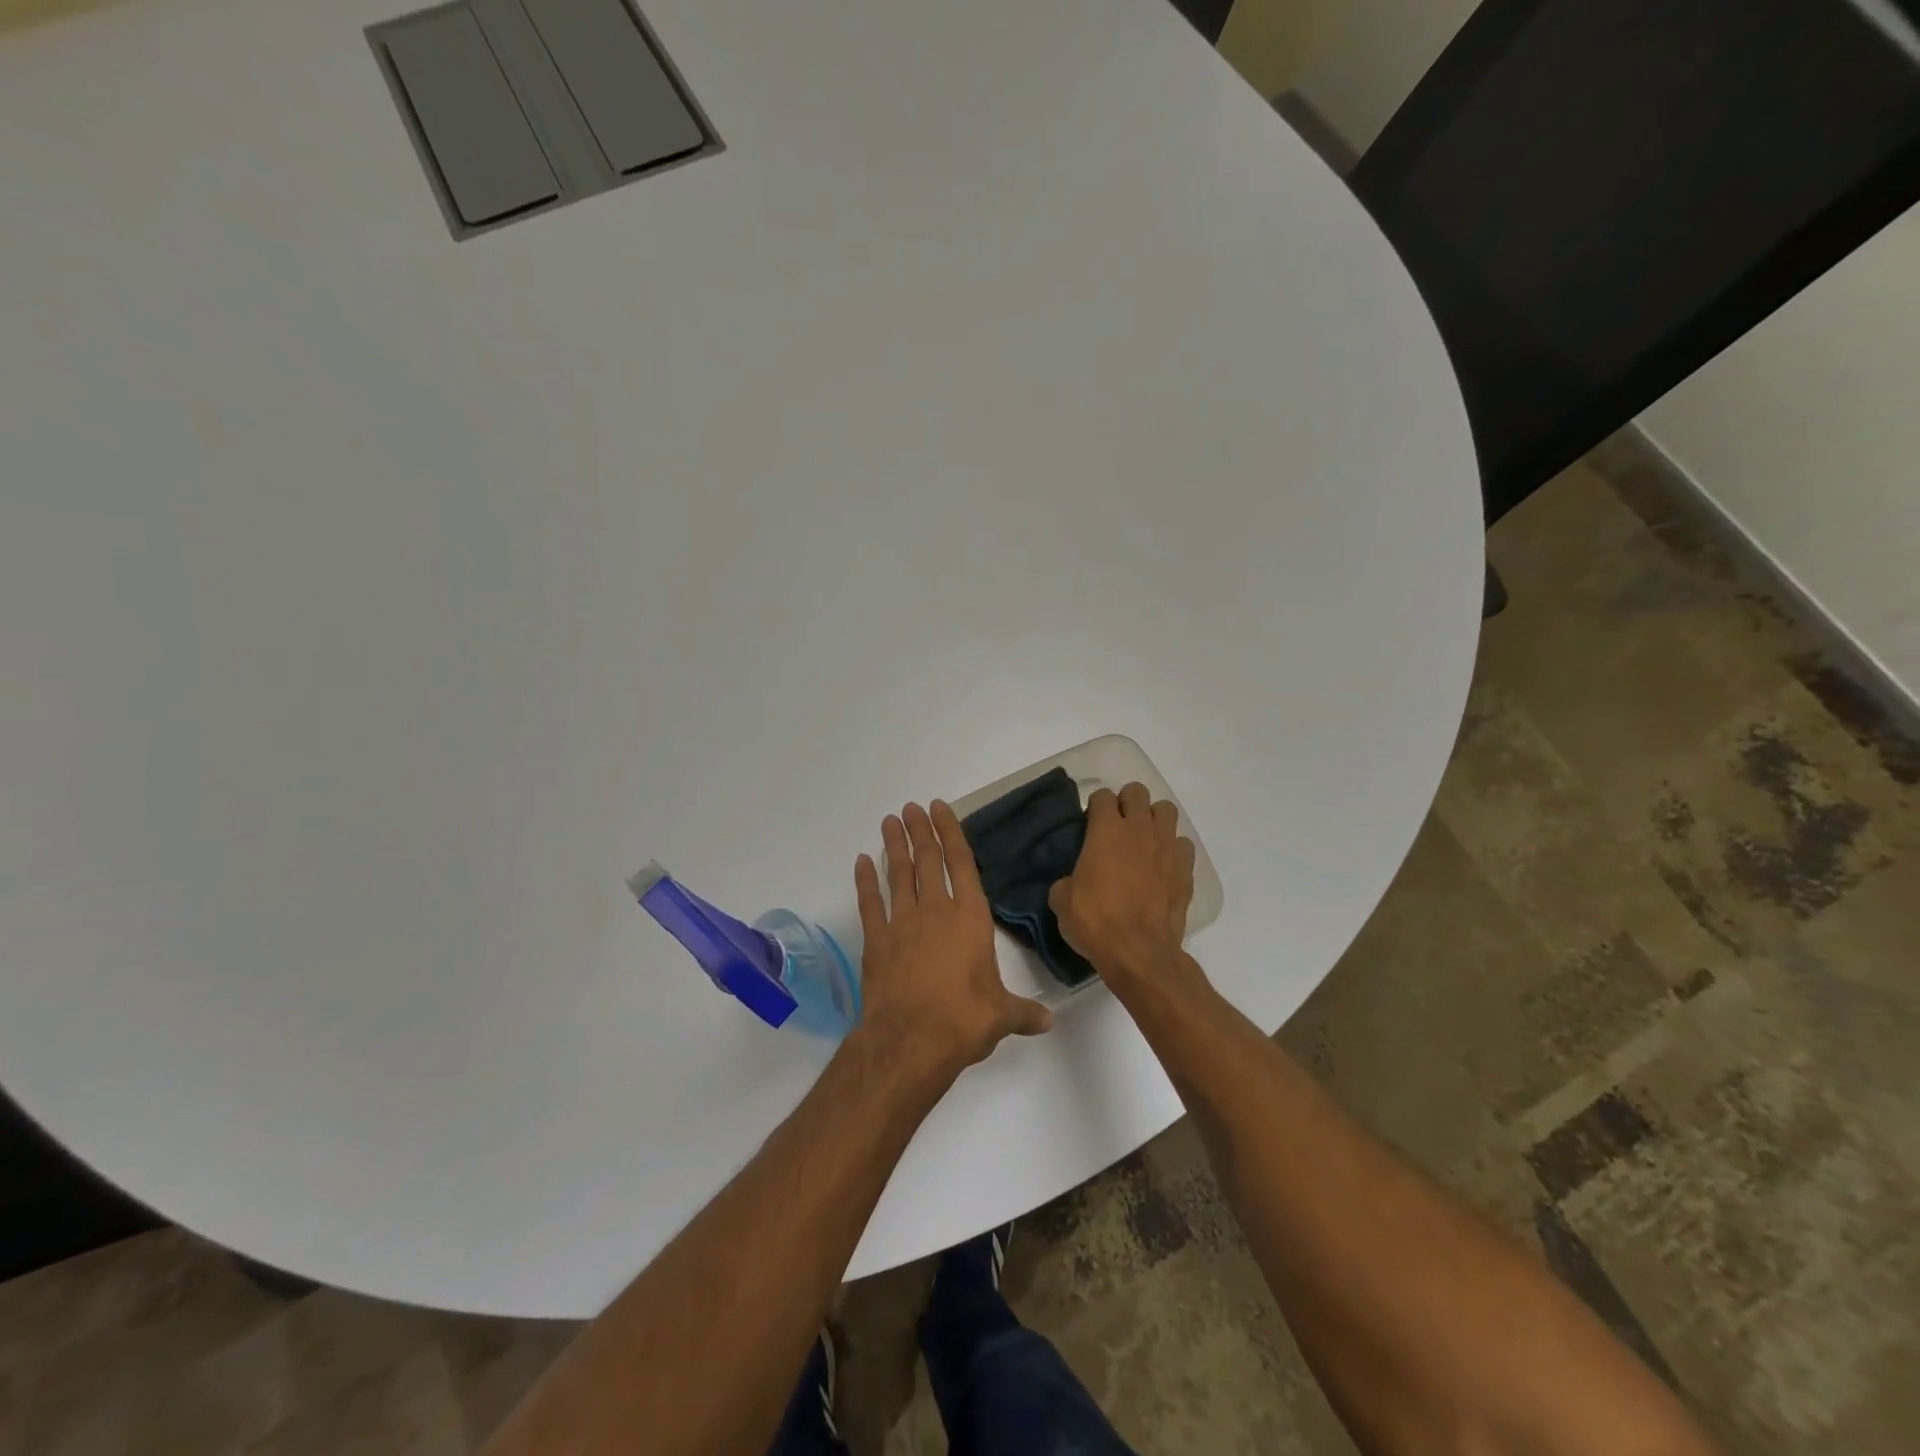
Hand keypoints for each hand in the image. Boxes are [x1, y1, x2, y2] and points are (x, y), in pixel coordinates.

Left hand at [853, 801, 1052, 1078]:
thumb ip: (1024, 1013)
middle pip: (927, 861)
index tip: (940, 807)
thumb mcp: (1002, 1016)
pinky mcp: (876, 941)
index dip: (951, 833)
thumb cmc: (964, 1020)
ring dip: (893, 846)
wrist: (911, 1041)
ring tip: (889, 821)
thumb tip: (1049, 1021)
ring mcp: (902, 924)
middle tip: (911, 807)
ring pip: (897, 875)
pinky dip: (865, 882)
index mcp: (970, 919)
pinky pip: (869, 904)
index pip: (962, 864)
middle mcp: (936, 912)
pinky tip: (861, 862)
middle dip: (920, 831)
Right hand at [1048, 783, 1195, 986]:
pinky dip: (1173, 849)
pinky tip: (1163, 865)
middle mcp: (1139, 829)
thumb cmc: (1096, 922)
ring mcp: (1167, 846)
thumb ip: (1066, 879)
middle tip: (1116, 827)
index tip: (1089, 824)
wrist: (1139, 951)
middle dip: (1126, 803)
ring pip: (1166, 810)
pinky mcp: (1185, 868)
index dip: (1094, 807)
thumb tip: (1072, 881)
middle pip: (1137, 792)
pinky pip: (1182, 844)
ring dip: (1153, 819)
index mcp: (1106, 831)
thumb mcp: (1062, 901)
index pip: (1102, 796)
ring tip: (1143, 840)